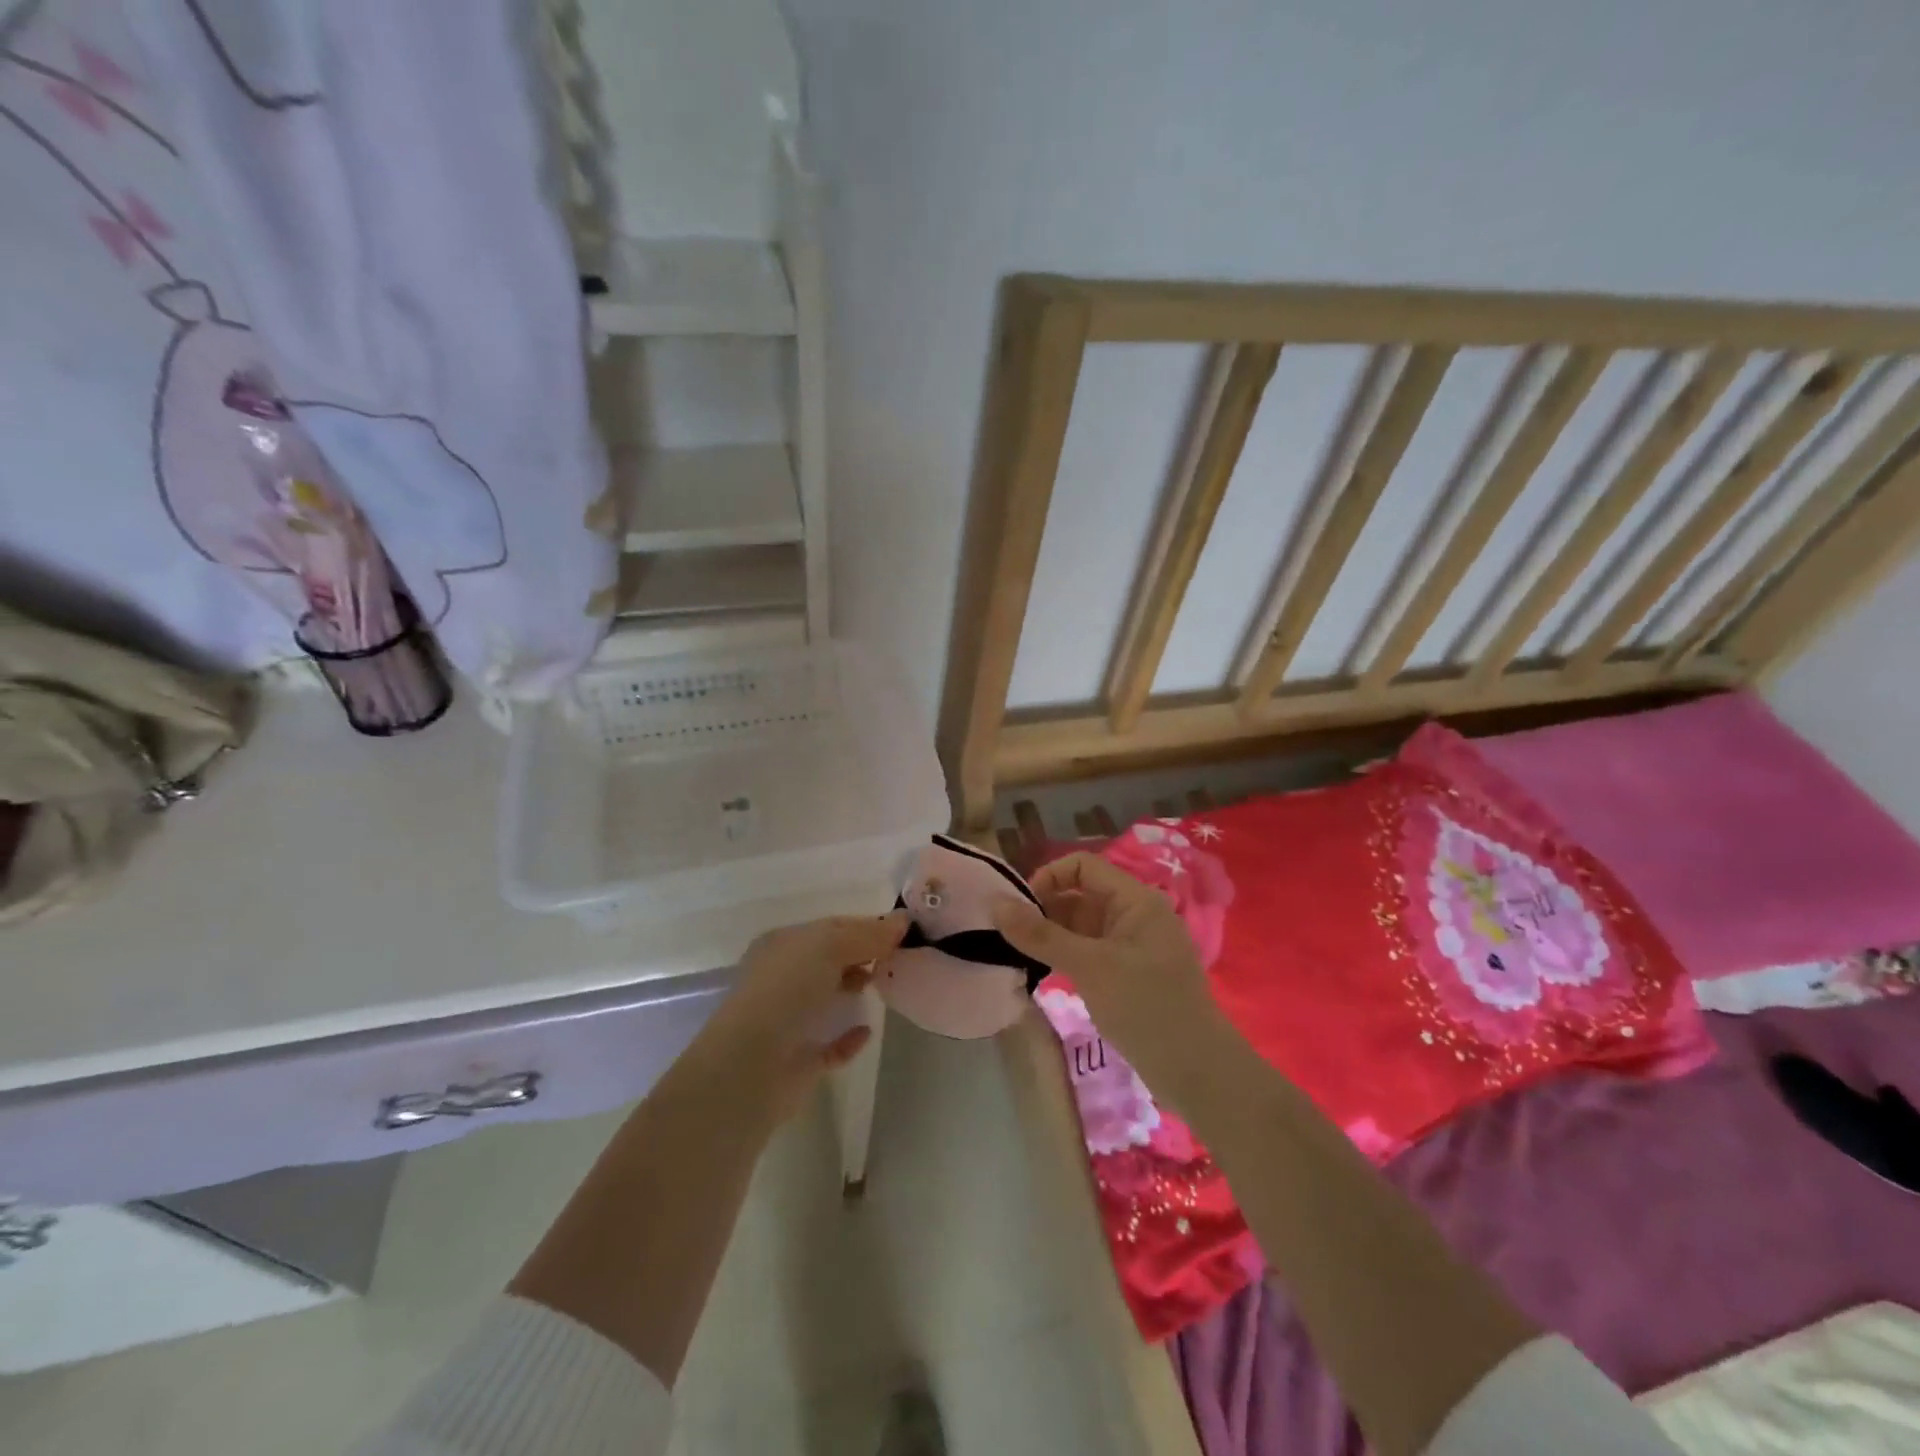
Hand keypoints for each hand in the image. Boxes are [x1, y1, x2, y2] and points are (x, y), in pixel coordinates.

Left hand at [688, 911, 909, 1123]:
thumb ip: (868, 934)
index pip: (830, 928)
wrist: (751, 1065)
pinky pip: (831, 1043)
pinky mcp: (798, 1059)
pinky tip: (867, 1031)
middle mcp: (782, 978)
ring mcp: (787, 1020)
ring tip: (887, 987)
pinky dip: (850, 1037)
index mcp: (783, 945)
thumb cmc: (787, 990)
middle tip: (897, 959)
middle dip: (862, 956)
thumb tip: (903, 921)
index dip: (865, 926)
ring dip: (855, 990)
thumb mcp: (829, 945)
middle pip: (830, 960)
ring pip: (828, 998)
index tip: (902, 931)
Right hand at [995, 853, 1239, 1108]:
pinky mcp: (1128, 974)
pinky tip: (1042, 971)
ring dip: (1051, 934)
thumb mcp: (1090, 967)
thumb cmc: (1147, 1007)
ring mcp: (1132, 946)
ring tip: (1018, 953)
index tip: (1018, 908)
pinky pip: (1089, 951)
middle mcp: (1134, 915)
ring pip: (1082, 926)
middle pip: (1081, 895)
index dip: (1048, 877)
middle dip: (1044, 908)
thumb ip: (1042, 935)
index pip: (1083, 866)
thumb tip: (996, 905)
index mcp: (1135, 900)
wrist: (1197, 1072)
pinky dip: (1065, 955)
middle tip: (1009, 934)